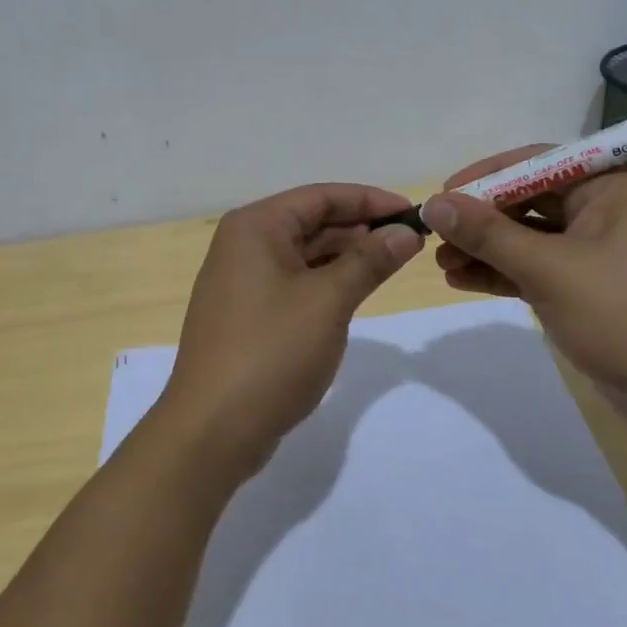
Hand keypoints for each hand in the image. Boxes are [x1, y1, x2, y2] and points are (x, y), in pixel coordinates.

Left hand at [158, 183, 423, 477]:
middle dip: (361, 228)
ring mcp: (242, 280)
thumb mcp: (329, 301)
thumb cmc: (271, 353)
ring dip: (347, 255)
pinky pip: (294, 282)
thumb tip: (406, 232)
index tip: (414, 212)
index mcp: (255, 227)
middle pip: (311, 221)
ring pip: (304, 253)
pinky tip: (357, 291)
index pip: (321, 196)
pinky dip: (326, 281)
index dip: (370, 200)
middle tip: (410, 241)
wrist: (212, 430)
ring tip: (393, 263)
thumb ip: (370, 261)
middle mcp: (244, 244)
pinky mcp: (247, 313)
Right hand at [424, 151, 626, 439]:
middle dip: (481, 219)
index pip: (536, 163)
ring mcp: (597, 250)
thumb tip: (433, 204)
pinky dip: (503, 272)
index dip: (486, 176)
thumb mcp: (548, 269)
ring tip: (440, 263)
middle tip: (435, 235)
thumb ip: (487, 234)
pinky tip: (462, 280)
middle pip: (528, 200)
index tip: (443, 195)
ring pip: (529, 237)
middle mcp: (605, 209)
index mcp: (610, 186)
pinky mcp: (589, 286)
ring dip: (486, 249)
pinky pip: (538, 267)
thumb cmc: (622, 314)